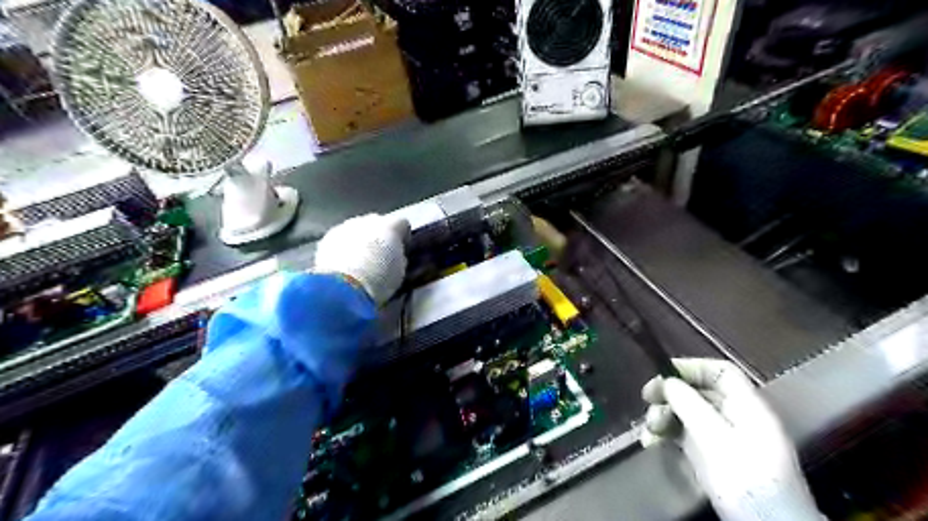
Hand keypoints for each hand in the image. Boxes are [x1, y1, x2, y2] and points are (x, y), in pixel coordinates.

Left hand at [316, 214, 408, 307]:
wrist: (344, 288)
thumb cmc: (379, 280)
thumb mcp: (400, 271)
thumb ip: (399, 256)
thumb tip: (395, 255)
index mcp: (391, 226)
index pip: (402, 224)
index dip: (402, 237)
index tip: (402, 250)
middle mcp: (368, 220)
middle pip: (378, 223)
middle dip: (379, 236)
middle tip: (380, 255)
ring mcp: (346, 226)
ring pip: (357, 229)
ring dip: (360, 240)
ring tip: (360, 260)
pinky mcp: (328, 237)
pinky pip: (341, 238)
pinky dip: (344, 247)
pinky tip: (344, 263)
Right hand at [643, 359, 821, 520]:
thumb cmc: (742, 475)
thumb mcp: (713, 436)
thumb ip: (689, 404)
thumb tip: (667, 382)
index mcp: (747, 406)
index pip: (720, 372)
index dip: (691, 367)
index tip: (662, 374)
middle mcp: (736, 417)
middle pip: (700, 392)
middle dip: (671, 394)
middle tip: (646, 399)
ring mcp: (724, 438)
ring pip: (689, 413)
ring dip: (664, 415)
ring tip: (649, 428)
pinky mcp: (712, 456)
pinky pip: (685, 434)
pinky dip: (667, 434)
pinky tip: (651, 441)